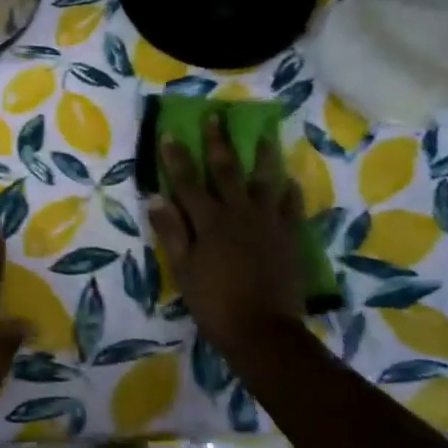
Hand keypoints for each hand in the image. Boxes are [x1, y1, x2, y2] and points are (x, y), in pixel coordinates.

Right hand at [146, 115, 307, 357]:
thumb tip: (156, 198)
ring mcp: (267, 223)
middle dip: (219, 142)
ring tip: (265, 136)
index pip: (187, 181)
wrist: (262, 330)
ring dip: (263, 157)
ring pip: (265, 181)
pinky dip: (290, 193)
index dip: (177, 157)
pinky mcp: (289, 238)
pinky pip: (291, 208)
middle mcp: (238, 213)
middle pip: (226, 170)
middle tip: (218, 116)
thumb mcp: (184, 269)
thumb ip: (172, 232)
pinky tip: (290, 181)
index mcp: (208, 221)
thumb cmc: (214, 302)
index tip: (170, 133)